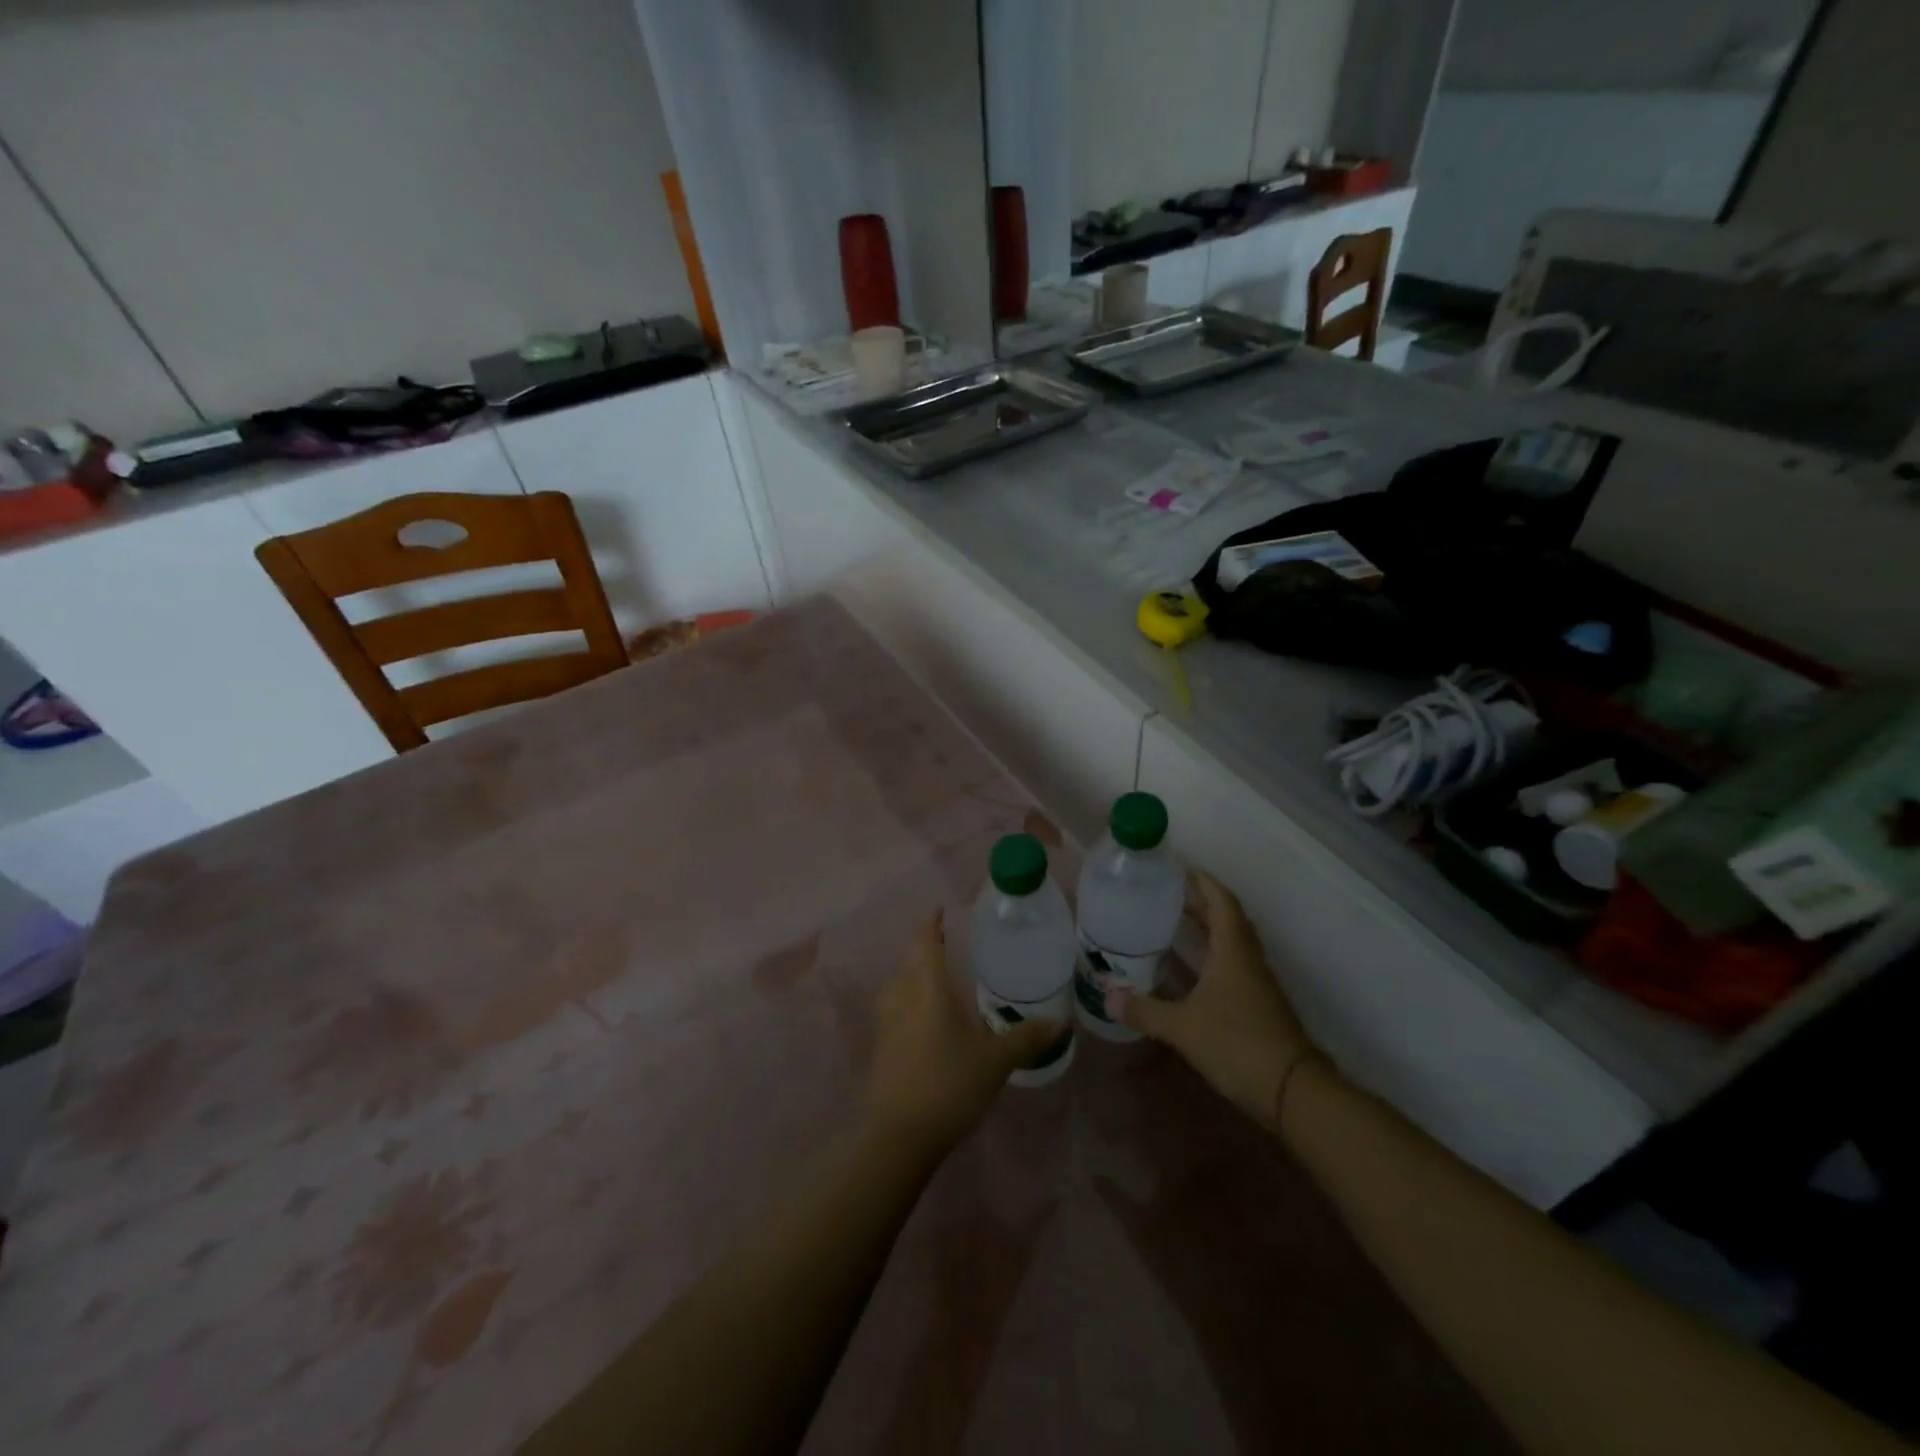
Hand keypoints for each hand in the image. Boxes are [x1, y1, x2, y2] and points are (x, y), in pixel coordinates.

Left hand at [866, 910, 1061, 1154]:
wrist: (898, 1135)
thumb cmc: (948, 1084)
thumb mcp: (995, 1061)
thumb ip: (1026, 1038)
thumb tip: (1061, 1021)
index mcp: (927, 989)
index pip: (925, 943)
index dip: (932, 924)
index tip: (940, 909)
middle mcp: (902, 997)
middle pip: (910, 962)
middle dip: (926, 950)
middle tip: (949, 945)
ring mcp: (886, 1023)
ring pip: (899, 986)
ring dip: (914, 976)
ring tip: (938, 980)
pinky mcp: (880, 1047)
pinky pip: (895, 1009)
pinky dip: (909, 1002)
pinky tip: (926, 1020)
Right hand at [1107, 870, 1318, 1129]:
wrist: (1293, 1091)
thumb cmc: (1238, 1044)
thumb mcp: (1183, 1027)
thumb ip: (1144, 1010)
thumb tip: (1106, 997)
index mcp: (1233, 950)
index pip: (1221, 901)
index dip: (1202, 881)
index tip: (1180, 867)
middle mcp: (1248, 958)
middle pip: (1227, 917)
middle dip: (1200, 900)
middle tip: (1168, 891)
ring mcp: (1257, 981)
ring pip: (1231, 940)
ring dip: (1208, 925)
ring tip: (1175, 919)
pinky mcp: (1258, 1003)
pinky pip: (1233, 962)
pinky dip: (1212, 951)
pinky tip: (1192, 965)